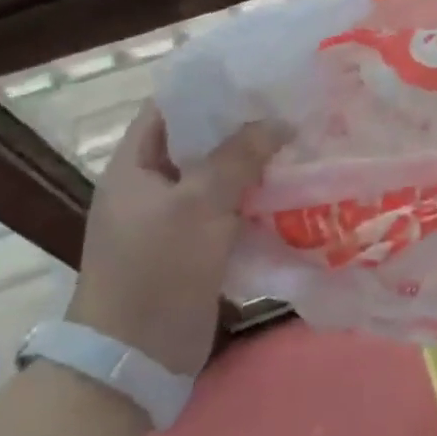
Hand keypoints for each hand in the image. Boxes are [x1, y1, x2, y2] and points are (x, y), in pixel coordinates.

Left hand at [68, 102, 284, 375]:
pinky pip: (230, 207)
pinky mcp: (195, 245)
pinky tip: (294, 186)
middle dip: (244, 123)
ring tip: (302, 139)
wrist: (134, 360)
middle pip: (201, 139)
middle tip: (292, 105)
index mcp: (134, 165)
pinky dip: (258, 196)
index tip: (258, 75)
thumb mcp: (199, 204)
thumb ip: (239, 156)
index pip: (172, 105)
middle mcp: (152, 184)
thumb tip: (280, 121)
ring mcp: (174, 217)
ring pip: (220, 174)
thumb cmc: (157, 269)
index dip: (211, 86)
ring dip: (256, 161)